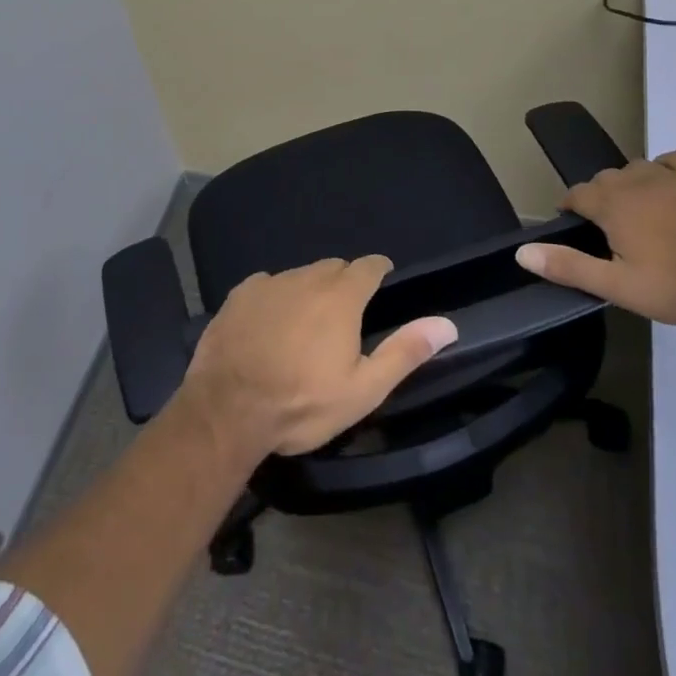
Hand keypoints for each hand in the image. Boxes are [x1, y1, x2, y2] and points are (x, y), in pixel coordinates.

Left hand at [179, 256, 456, 458]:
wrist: (227, 410)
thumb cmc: (303, 403)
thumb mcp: (363, 389)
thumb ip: (405, 352)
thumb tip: (447, 324)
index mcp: (341, 296)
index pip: (369, 266)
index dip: (378, 271)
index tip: (382, 281)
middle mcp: (307, 277)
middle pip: (334, 268)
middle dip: (344, 282)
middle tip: (344, 315)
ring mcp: (270, 282)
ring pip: (300, 275)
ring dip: (309, 291)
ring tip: (305, 325)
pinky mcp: (239, 294)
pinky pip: (267, 284)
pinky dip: (275, 298)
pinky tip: (269, 325)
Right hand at [516, 152, 675, 325]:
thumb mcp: (618, 287)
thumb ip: (569, 266)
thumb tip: (521, 252)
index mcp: (611, 204)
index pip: (576, 195)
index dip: (570, 209)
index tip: (574, 227)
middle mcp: (634, 179)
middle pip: (604, 180)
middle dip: (599, 198)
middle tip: (610, 230)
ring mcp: (670, 174)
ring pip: (635, 169)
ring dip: (629, 185)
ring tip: (639, 212)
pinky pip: (670, 162)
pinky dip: (663, 171)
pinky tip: (670, 188)